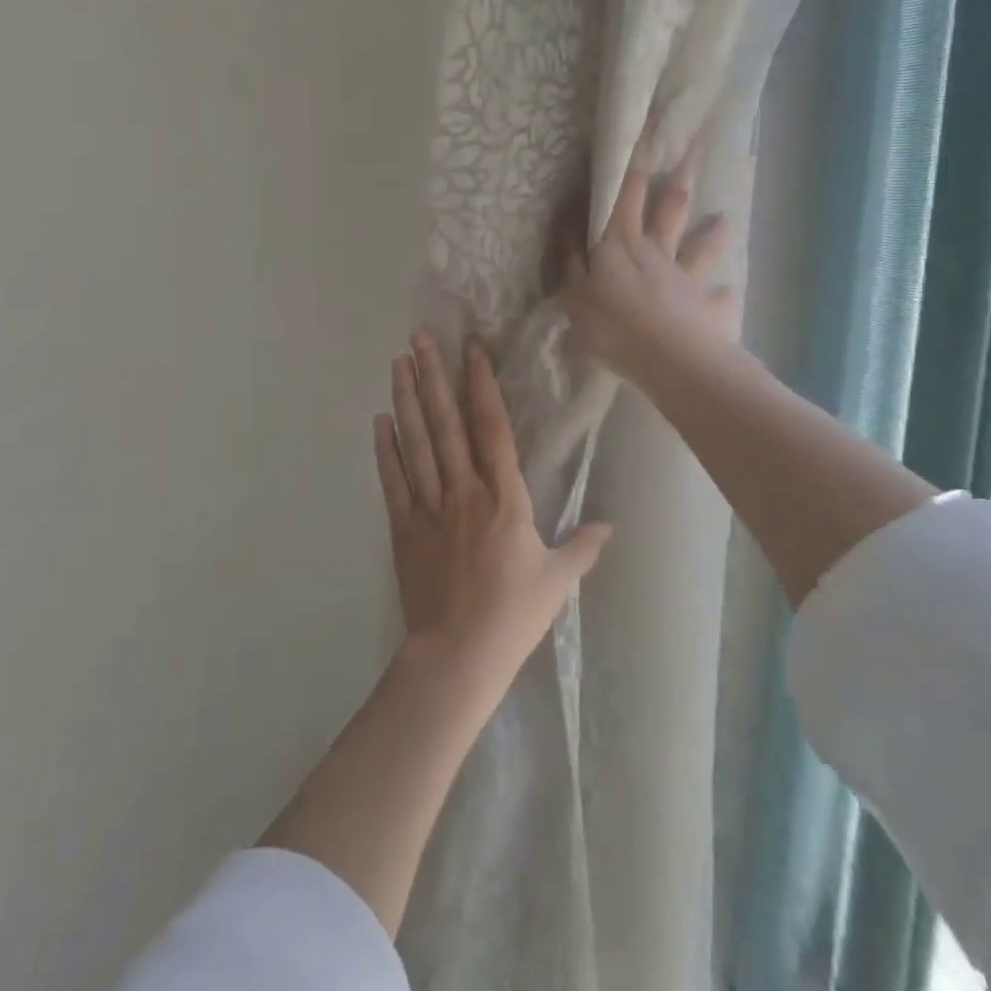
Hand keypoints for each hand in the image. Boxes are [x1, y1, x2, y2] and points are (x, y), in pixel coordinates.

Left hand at [375, 331, 612, 691]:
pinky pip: (393, 480)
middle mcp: (463, 490)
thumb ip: (583, 547)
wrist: (458, 654)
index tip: (471, 348)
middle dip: (434, 376)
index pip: (492, 428)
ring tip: (398, 362)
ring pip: (417, 442)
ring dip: (407, 399)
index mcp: (504, 497)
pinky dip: (385, 449)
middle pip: (446, 423)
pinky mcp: (402, 527)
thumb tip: (610, 525)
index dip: (481, 384)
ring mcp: (428, 506)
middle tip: (420, 336)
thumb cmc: (514, 615)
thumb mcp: (558, 580)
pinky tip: (380, 420)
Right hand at [562, 120, 735, 385]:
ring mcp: (686, 278)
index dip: (637, 155)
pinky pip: (717, 298)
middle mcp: (658, 252)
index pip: (627, 190)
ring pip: (701, 247)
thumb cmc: (612, 327)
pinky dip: (722, 295)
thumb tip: (570, 227)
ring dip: (714, 232)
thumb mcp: (575, 296)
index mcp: (621, 244)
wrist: (669, 361)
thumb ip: (572, 262)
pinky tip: (728, 293)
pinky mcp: (707, 307)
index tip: (650, 120)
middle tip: (699, 139)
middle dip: (681, 171)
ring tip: (727, 219)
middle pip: (671, 205)